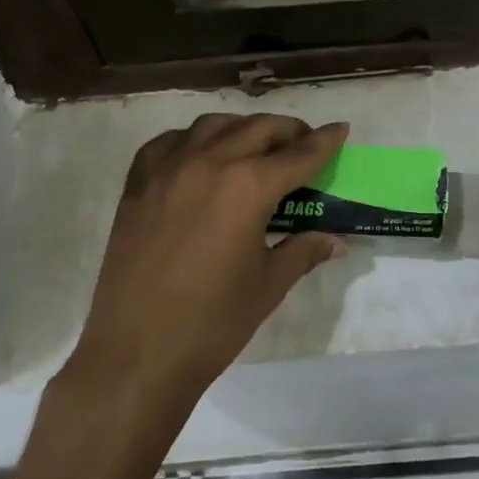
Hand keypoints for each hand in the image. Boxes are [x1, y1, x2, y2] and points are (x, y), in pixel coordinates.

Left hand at [71, 113, 348, 405]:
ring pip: (213, 125)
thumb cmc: (212, 323)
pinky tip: (201, 157)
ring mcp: (168, 168)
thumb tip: (335, 241)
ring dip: (243, 129)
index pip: (299, 154)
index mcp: (248, 187)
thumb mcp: (268, 285)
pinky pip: (169, 142)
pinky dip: (193, 140)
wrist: (137, 353)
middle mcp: (209, 162)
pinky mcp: (137, 183)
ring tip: (255, 147)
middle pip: (259, 129)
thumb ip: (303, 251)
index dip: (325, 141)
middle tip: (304, 144)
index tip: (340, 128)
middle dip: (289, 131)